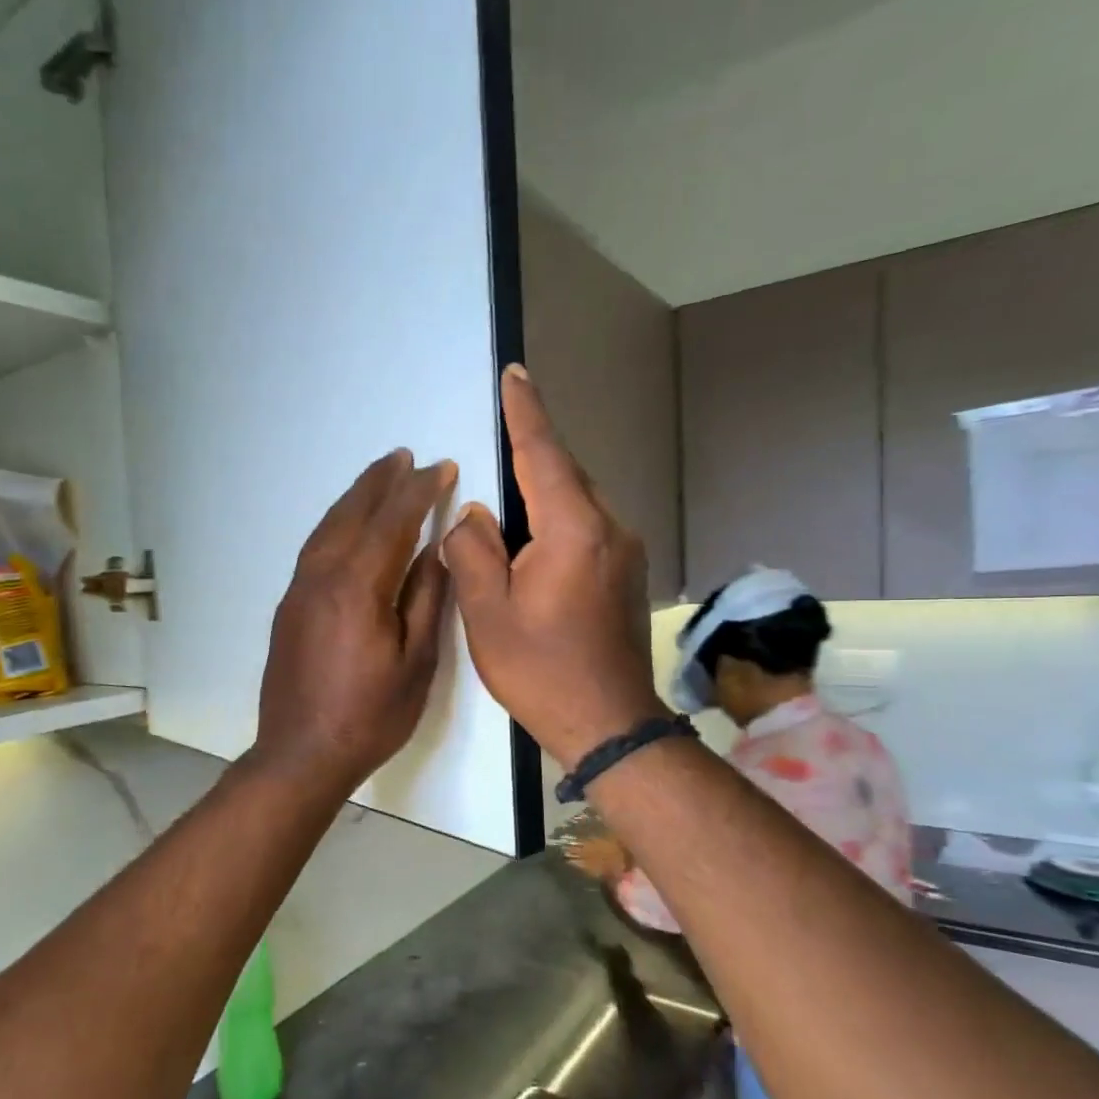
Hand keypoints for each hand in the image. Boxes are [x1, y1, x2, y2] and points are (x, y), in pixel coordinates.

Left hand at [253, 449, 454, 794]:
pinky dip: (336, 525)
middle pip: (352, 514)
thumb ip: (425, 600)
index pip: (392, 522)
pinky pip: (315, 548)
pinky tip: (348, 527)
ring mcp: (298, 591)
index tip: (441, 468)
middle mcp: (321, 577)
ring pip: (327, 528)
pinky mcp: (288, 607)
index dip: (418, 492)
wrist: (300, 754)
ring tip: (378, 477)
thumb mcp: (416, 663)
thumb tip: (434, 550)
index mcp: (357, 587)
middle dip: (381, 482)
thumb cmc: (369, 716)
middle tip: (405, 456)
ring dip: (354, 498)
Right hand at [442, 367, 664, 768]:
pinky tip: (532, 543)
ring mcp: (625, 553)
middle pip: (565, 475)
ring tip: (506, 502)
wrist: (609, 724)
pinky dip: (556, 521)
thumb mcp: (487, 612)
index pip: (544, 454)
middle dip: (532, 453)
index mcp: (573, 530)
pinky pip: (587, 528)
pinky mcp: (625, 575)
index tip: (515, 374)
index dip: (526, 412)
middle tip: (499, 435)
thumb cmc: (540, 670)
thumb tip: (474, 515)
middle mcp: (609, 529)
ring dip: (542, 492)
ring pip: (577, 503)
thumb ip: (473, 552)